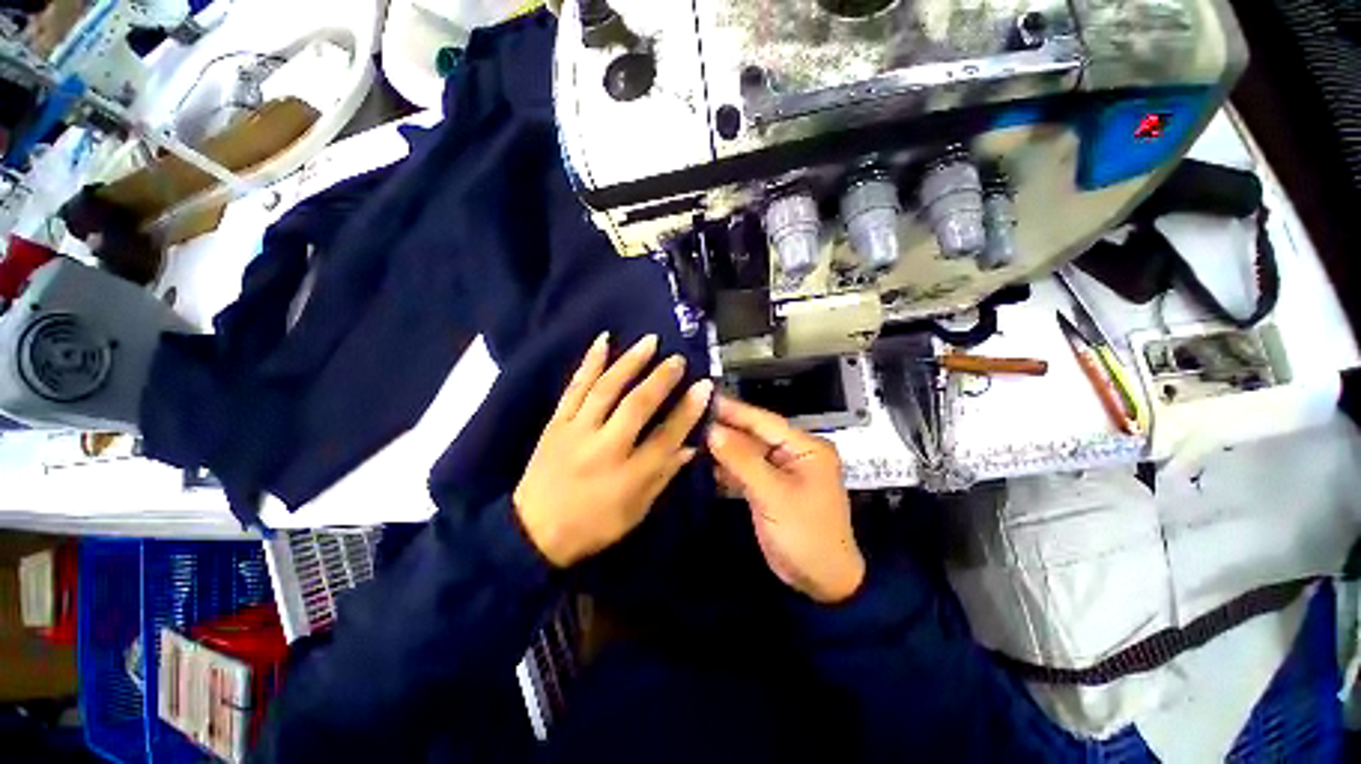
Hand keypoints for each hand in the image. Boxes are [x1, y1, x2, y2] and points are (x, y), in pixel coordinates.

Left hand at [515, 333, 713, 567]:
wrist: (531, 532)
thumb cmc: (592, 527)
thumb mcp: (635, 512)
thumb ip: (663, 476)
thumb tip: (691, 446)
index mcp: (627, 476)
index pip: (666, 436)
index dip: (688, 411)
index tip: (704, 386)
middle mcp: (603, 448)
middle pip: (637, 406)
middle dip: (661, 379)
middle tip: (678, 359)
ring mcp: (576, 431)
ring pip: (606, 389)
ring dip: (630, 362)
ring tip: (650, 341)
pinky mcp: (556, 422)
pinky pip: (574, 387)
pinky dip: (589, 362)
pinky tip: (603, 341)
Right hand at [707, 395, 863, 602]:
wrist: (821, 583)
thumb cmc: (806, 535)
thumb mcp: (774, 495)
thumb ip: (742, 460)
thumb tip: (713, 431)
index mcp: (805, 447)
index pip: (764, 421)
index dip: (733, 409)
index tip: (704, 398)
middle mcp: (792, 453)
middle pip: (753, 435)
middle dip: (724, 428)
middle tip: (690, 416)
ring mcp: (779, 471)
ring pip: (745, 452)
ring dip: (721, 448)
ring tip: (689, 435)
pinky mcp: (767, 487)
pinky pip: (743, 470)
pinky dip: (725, 467)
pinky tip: (702, 461)